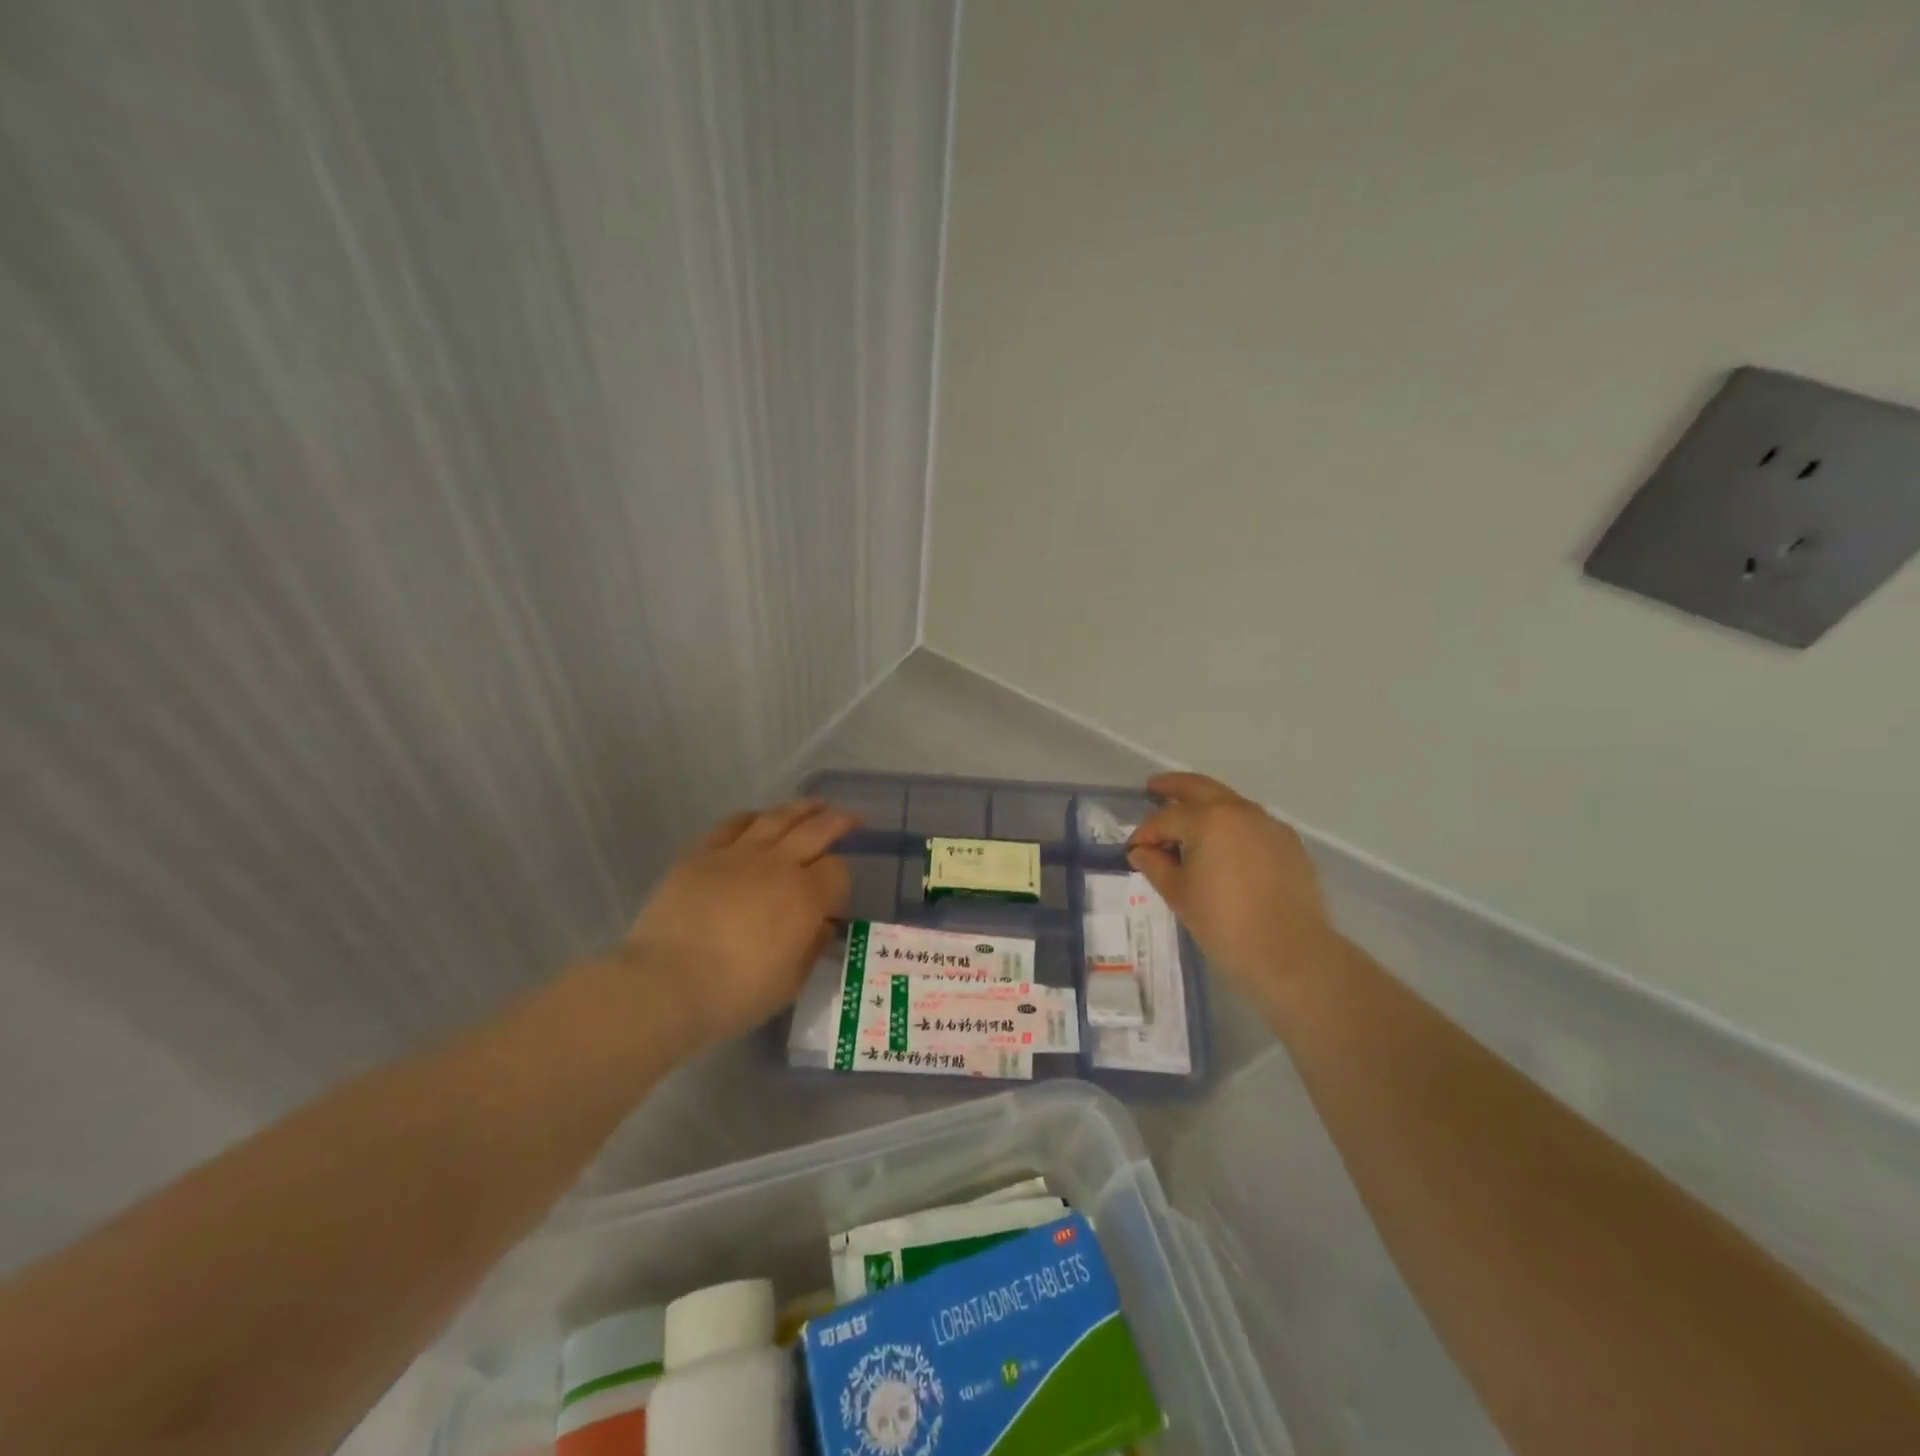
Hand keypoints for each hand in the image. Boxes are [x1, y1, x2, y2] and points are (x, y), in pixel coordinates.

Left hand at [620, 799, 855, 1048]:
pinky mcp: (702, 853)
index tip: (835, 897)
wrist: (665, 984)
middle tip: (853, 818)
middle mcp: (778, 864)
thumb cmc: (734, 994)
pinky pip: (734, 823)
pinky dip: (754, 817)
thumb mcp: (790, 983)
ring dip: (803, 808)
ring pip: (779, 817)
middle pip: (817, 830)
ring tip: (816, 805)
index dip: (842, 880)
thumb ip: (812, 948)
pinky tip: (761, 818)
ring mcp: (738, 853)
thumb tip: (821, 925)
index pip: (838, 871)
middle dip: (839, 821)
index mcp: (806, 896)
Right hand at [1126, 772, 1339, 993]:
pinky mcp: (1288, 843)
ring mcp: (1268, 824)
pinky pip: (1250, 823)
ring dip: (1205, 805)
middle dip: (1174, 787)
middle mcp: (1240, 811)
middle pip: (1200, 788)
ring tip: (1187, 819)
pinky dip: (1230, 824)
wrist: (1291, 954)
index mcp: (1208, 820)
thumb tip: (1141, 851)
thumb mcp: (1179, 895)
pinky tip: (1222, 844)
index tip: (1133, 850)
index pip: (1165, 818)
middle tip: (1154, 787)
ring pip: (1228, 803)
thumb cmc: (1225, 924)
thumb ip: (1156, 865)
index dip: (1145, 833)